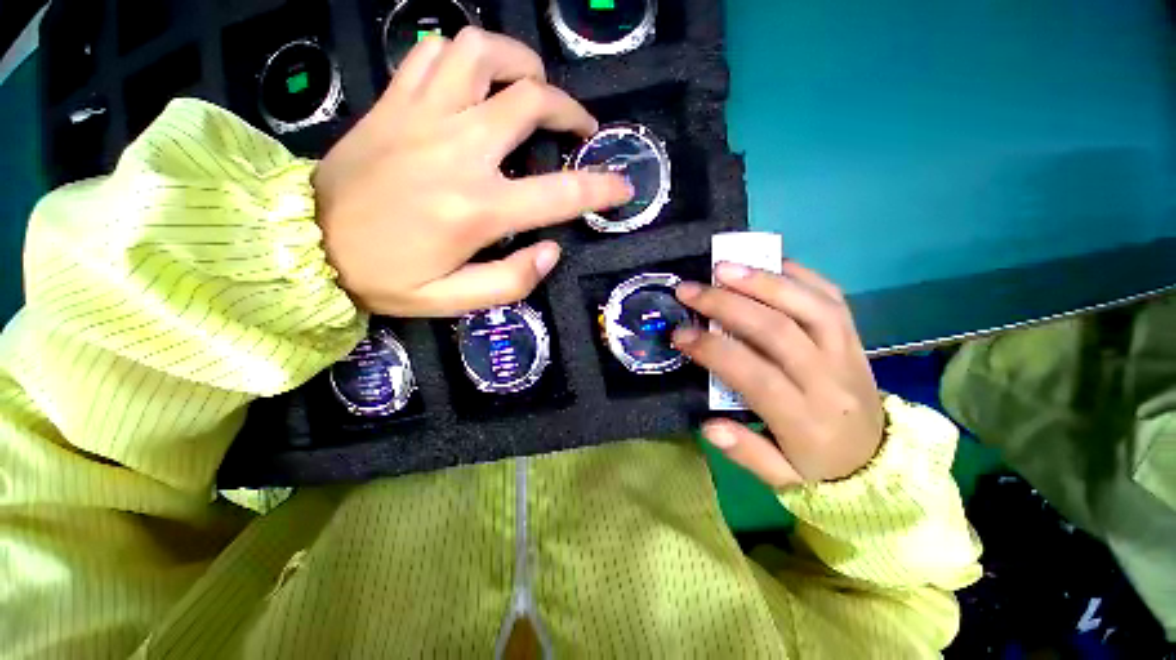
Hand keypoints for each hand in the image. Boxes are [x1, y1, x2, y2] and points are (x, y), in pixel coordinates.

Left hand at [313, 28, 631, 316]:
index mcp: (478, 208)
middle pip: (532, 102)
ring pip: (483, 53)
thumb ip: (512, 281)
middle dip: (571, 112)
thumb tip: (551, 251)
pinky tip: (475, 80)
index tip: (624, 187)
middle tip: (582, 129)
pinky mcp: (393, 101)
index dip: (602, 188)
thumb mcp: (454, 300)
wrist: (302, 245)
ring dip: (521, 64)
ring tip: (533, 87)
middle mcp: (458, 150)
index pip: (562, 192)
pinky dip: (465, 56)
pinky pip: (435, 52)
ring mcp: (422, 115)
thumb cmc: (385, 278)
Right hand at [672, 262, 884, 487]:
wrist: (880, 461)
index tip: (679, 334)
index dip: (712, 350)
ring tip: (724, 266)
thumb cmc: (821, 469)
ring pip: (808, 305)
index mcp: (805, 420)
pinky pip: (832, 296)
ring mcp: (848, 352)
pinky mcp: (855, 337)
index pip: (754, 375)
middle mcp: (828, 379)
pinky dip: (798, 275)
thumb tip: (708, 425)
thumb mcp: (782, 479)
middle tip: (690, 290)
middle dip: (727, 305)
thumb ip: (746, 453)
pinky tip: (767, 263)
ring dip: (762, 281)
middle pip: (777, 330)